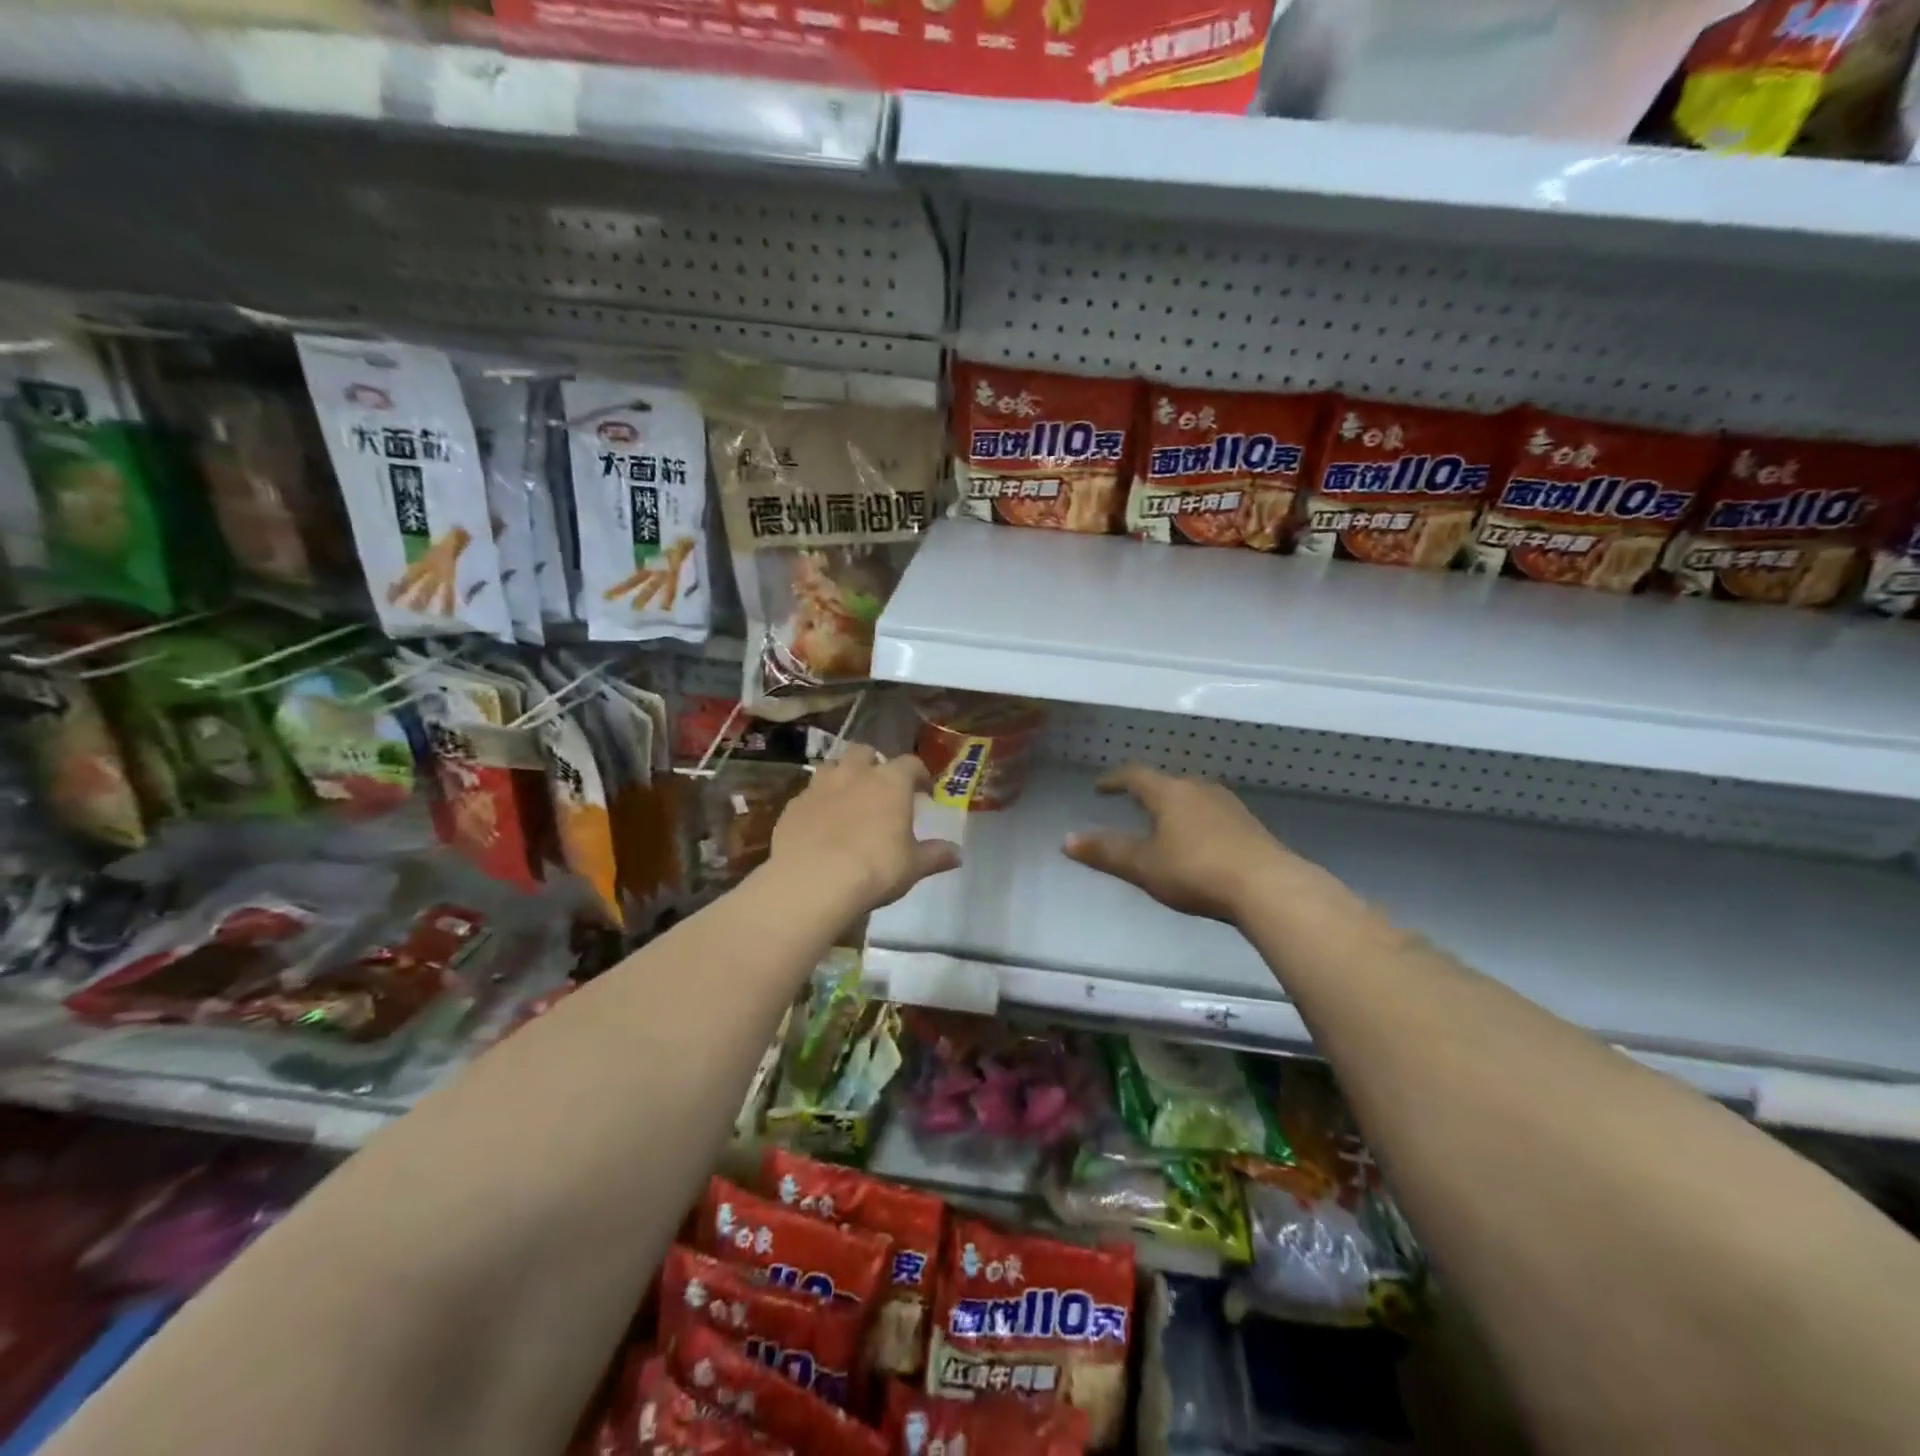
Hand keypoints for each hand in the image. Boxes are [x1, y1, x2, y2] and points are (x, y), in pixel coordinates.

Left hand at [768, 746, 959, 912]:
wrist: (813, 882)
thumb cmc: (875, 868)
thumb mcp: (913, 866)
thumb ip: (936, 855)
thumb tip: (958, 854)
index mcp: (890, 781)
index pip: (910, 764)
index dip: (919, 775)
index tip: (924, 791)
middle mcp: (854, 773)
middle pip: (865, 752)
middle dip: (874, 764)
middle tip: (881, 787)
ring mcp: (819, 786)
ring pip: (833, 766)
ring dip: (843, 776)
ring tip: (848, 799)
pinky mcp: (793, 805)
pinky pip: (809, 794)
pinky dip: (818, 802)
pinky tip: (821, 824)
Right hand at [1063, 764, 1312, 923]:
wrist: (1268, 886)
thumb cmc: (1195, 870)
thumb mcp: (1143, 865)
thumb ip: (1105, 852)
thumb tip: (1066, 840)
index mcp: (1169, 792)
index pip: (1135, 776)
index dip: (1114, 780)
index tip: (1100, 787)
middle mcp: (1199, 789)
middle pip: (1167, 783)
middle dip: (1147, 792)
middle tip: (1132, 803)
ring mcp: (1229, 806)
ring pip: (1193, 797)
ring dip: (1175, 806)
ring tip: (1165, 822)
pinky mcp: (1250, 826)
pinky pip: (1214, 814)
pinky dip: (1197, 821)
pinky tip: (1200, 841)